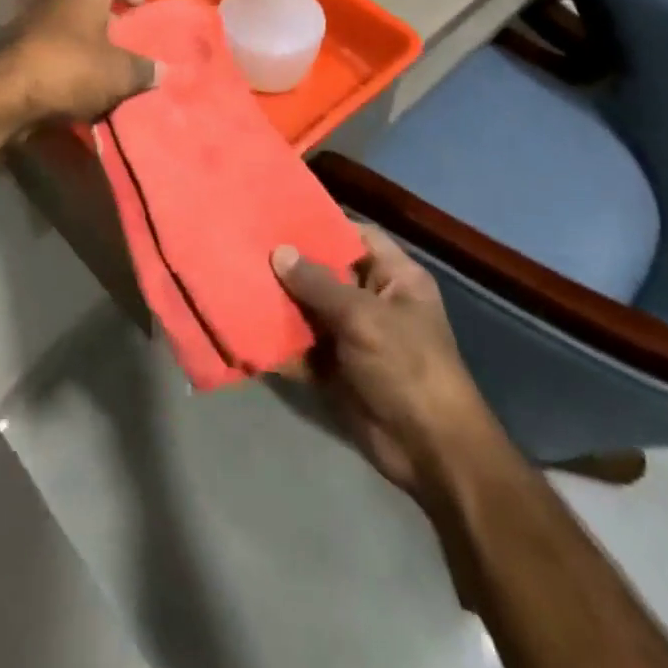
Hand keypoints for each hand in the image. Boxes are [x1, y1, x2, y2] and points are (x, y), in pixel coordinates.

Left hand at [0, 0, 157, 125]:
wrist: (2, 94)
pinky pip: (48, 49)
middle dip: (105, 17)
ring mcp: (29, 21)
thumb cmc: (69, 67)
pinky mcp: (14, 49)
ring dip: (84, 42)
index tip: (137, 3)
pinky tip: (77, 91)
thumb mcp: (118, 73)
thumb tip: (161, 70)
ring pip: (65, 24)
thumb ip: (143, 70)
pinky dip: (64, 63)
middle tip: (124, 42)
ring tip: (105, 71)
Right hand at [272, 226, 494, 498]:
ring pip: (310, 309)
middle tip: (247, 244)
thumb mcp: (363, 317)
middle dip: (291, 264)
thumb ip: (318, 284)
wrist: (430, 452)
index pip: (357, 236)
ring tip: (238, 278)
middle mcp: (374, 301)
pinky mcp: (336, 369)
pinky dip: (279, 341)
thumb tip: (279, 251)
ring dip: (279, 302)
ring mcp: (354, 336)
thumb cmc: (407, 367)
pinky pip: (302, 346)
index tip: (281, 215)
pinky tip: (245, 325)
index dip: (324, 224)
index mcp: (396, 278)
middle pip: (327, 272)